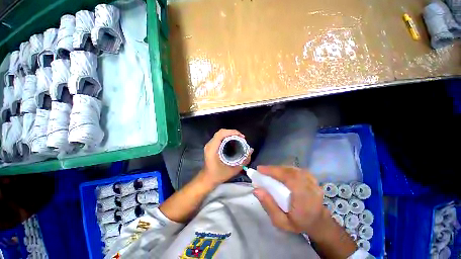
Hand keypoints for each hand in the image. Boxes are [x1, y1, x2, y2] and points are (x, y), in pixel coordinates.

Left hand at [200, 129, 251, 186]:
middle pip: (221, 132)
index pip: (221, 134)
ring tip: (239, 139)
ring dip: (230, 134)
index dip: (232, 132)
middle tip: (242, 138)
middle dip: (233, 133)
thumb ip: (244, 160)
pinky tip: (233, 142)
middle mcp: (210, 144)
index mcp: (213, 149)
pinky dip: (227, 137)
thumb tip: (251, 150)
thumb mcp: (233, 170)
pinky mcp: (211, 146)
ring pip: (220, 134)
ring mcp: (209, 144)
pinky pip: (219, 137)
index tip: (242, 137)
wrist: (207, 179)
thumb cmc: (218, 175)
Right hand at [253, 166, 329, 237]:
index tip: (260, 169)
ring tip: (269, 171)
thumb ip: (269, 206)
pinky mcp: (312, 178)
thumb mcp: (281, 222)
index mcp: (305, 200)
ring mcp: (313, 181)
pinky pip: (296, 170)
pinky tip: (280, 172)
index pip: (289, 179)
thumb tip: (256, 190)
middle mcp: (311, 188)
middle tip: (262, 170)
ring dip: (279, 169)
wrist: (318, 222)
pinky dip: (286, 169)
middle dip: (274, 169)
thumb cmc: (299, 224)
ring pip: (292, 169)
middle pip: (290, 171)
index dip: (274, 171)